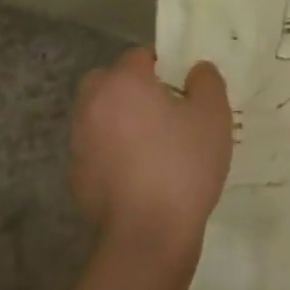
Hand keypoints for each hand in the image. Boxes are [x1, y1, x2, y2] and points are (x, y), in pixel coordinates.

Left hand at [70, 49, 232, 253]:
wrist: (147, 234)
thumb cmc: (184, 165)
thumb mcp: (213, 116)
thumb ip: (207, 82)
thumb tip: (196, 69)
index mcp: (123, 83)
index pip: (139, 55)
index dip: (165, 66)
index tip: (186, 89)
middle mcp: (92, 104)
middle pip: (109, 81)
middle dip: (133, 88)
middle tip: (167, 110)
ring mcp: (79, 141)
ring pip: (100, 115)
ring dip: (122, 119)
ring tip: (155, 144)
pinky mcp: (76, 175)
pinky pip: (97, 148)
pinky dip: (114, 151)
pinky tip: (141, 174)